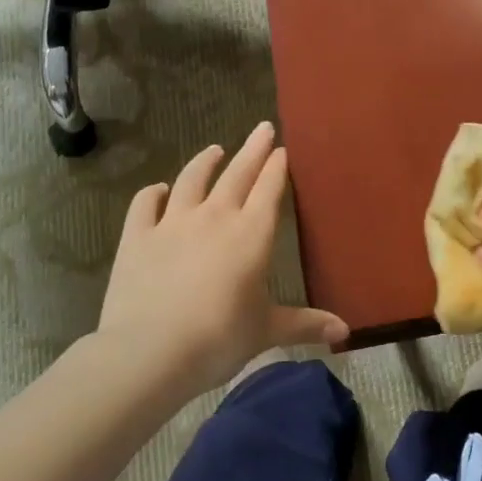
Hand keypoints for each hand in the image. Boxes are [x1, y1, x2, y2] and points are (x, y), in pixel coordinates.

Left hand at [97, 123, 347, 397]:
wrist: (150, 351)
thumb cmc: (219, 339)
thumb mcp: (266, 331)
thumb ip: (305, 324)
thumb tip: (344, 331)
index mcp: (252, 234)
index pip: (269, 190)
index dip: (277, 168)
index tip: (283, 149)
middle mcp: (215, 217)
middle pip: (237, 174)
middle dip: (253, 149)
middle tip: (263, 128)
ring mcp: (172, 223)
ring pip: (191, 180)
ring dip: (205, 162)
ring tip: (215, 149)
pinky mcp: (137, 237)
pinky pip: (145, 204)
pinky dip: (153, 193)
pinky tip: (158, 190)